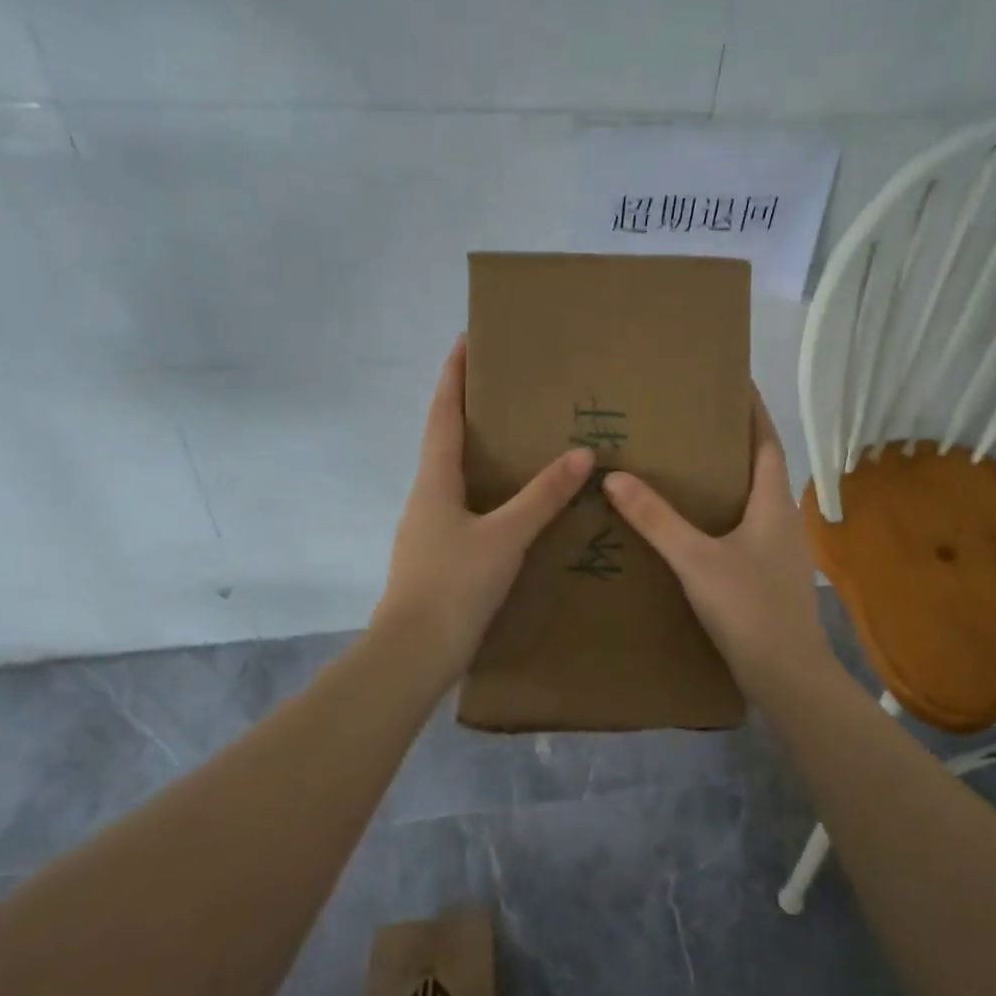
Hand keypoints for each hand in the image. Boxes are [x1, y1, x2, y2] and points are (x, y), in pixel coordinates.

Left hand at [373, 337, 593, 686]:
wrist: (413, 654)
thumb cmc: (453, 585)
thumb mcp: (505, 537)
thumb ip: (543, 497)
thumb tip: (581, 454)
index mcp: (434, 481)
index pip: (442, 414)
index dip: (453, 376)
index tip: (465, 341)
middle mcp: (426, 497)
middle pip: (444, 440)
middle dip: (468, 410)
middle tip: (504, 390)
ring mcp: (428, 529)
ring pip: (453, 477)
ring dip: (476, 452)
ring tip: (514, 442)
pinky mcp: (438, 556)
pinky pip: (463, 508)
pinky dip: (485, 491)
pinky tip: (509, 506)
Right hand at [602, 391, 834, 694]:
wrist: (787, 677)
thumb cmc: (749, 608)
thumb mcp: (696, 560)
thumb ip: (656, 519)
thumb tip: (616, 476)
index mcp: (773, 504)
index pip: (767, 441)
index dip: (753, 411)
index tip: (734, 382)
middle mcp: (782, 520)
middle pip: (759, 468)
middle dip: (731, 443)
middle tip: (690, 423)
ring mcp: (778, 551)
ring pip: (750, 502)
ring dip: (725, 482)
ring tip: (684, 469)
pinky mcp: (767, 577)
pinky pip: (743, 531)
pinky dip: (720, 517)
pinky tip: (691, 528)